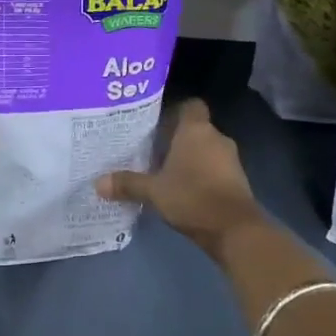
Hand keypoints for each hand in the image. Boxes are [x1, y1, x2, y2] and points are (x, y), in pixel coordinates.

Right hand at [95, 99, 265, 257]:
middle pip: (196, 129)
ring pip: (206, 150)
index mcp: (196, 130)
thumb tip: (98, 183)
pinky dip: (203, 175)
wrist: (235, 230)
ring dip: (191, 159)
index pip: (191, 105)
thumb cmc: (192, 197)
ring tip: (166, 172)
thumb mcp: (154, 191)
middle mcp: (216, 138)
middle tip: (154, 149)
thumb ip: (128, 184)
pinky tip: (185, 190)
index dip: (176, 111)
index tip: (158, 123)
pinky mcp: (238, 181)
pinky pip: (216, 168)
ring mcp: (230, 159)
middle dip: (178, 139)